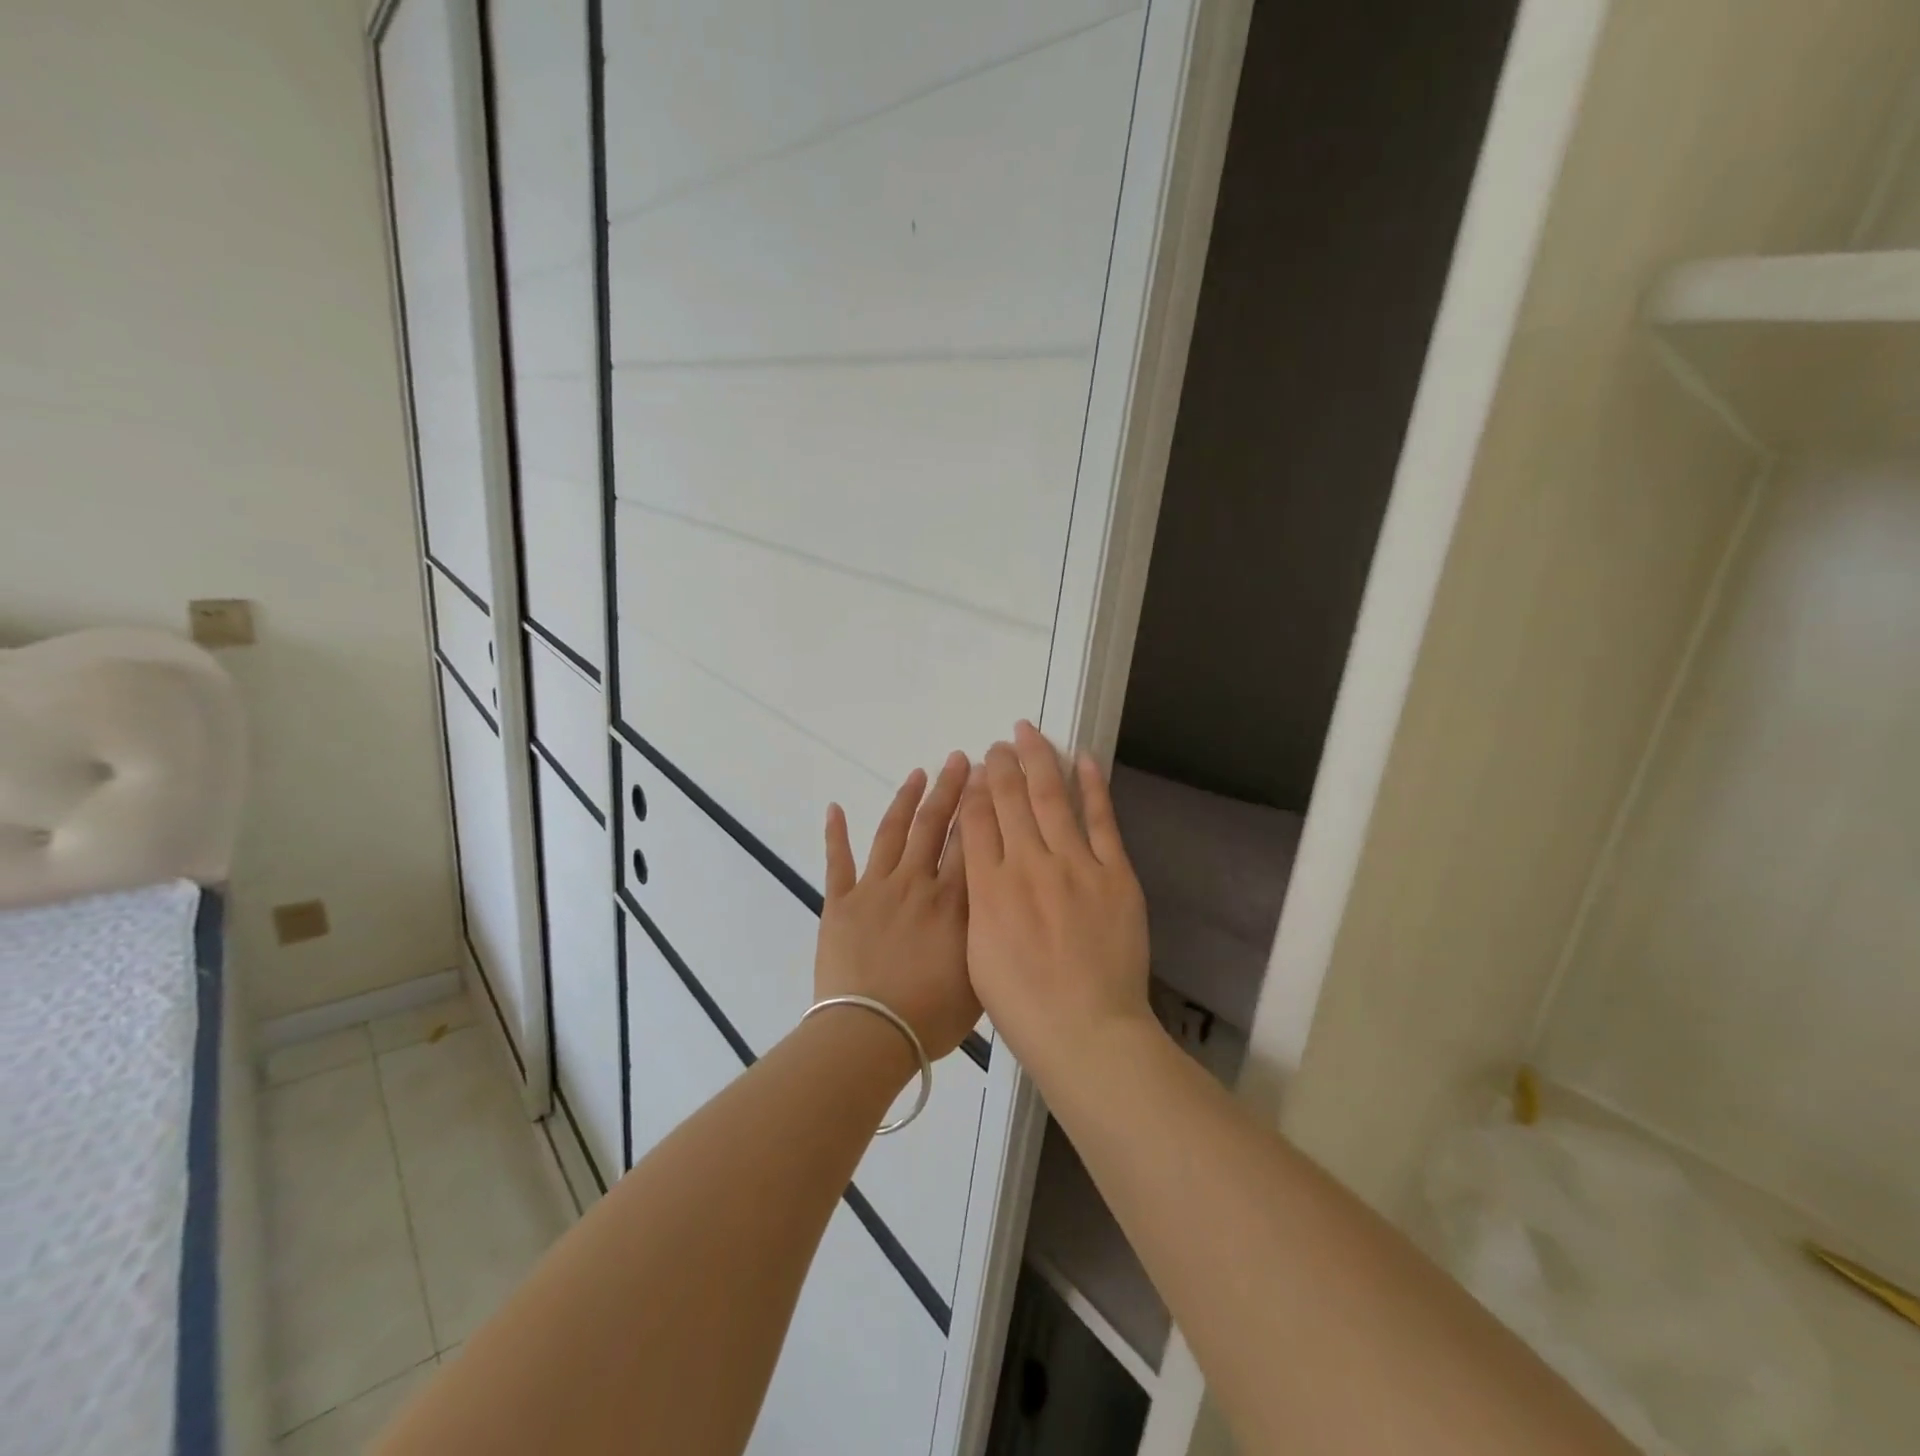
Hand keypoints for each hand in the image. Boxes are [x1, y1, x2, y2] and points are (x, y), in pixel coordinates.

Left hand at [815, 751, 979, 1061]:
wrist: (871, 1032)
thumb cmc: (932, 1015)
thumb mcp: (980, 974)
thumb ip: (987, 930)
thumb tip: (997, 898)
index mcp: (952, 900)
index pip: (969, 840)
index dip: (980, 805)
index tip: (987, 776)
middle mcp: (916, 882)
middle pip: (934, 825)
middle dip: (949, 789)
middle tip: (959, 759)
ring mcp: (875, 888)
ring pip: (892, 832)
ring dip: (905, 799)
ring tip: (918, 773)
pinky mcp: (840, 902)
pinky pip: (837, 861)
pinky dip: (835, 833)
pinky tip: (835, 808)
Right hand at [958, 721, 1153, 1083]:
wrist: (1086, 1029)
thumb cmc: (1022, 1004)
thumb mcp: (977, 954)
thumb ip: (977, 901)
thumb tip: (979, 864)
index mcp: (990, 888)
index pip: (976, 821)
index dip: (974, 789)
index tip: (973, 768)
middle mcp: (1028, 865)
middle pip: (1009, 799)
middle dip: (1000, 765)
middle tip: (998, 743)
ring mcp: (1075, 865)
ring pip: (1052, 798)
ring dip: (1038, 760)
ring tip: (1028, 733)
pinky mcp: (1115, 874)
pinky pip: (1102, 821)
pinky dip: (1093, 787)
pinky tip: (1083, 759)